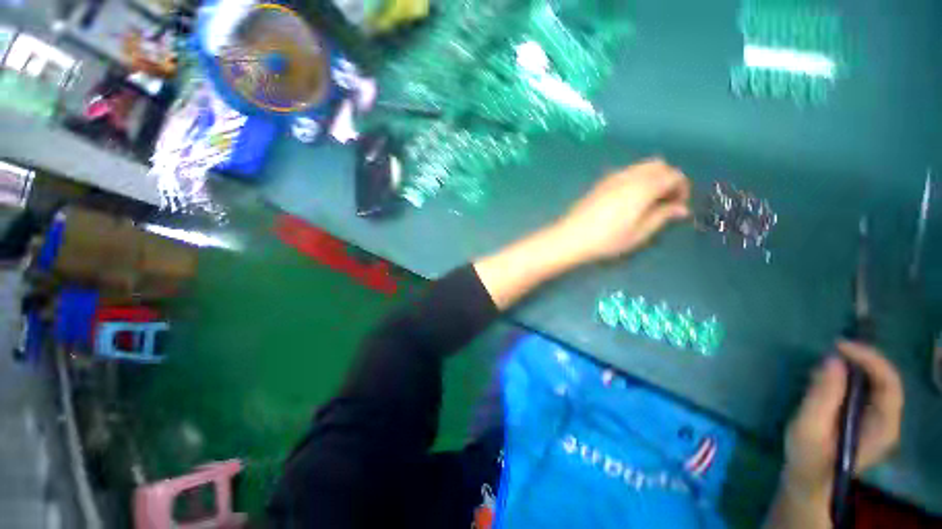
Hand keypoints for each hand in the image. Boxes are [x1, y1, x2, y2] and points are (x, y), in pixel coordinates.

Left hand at [553, 158, 690, 264]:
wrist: (571, 237)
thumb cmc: (607, 239)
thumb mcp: (639, 233)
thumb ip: (662, 216)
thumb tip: (680, 208)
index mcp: (643, 186)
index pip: (674, 175)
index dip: (681, 189)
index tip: (677, 207)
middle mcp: (629, 175)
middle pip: (658, 165)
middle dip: (668, 179)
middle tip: (664, 202)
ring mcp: (612, 177)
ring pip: (641, 166)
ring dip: (651, 178)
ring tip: (646, 203)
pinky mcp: (600, 183)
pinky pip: (626, 172)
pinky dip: (636, 179)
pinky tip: (628, 200)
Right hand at [783, 342, 903, 505]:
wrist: (808, 482)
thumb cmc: (808, 457)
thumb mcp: (809, 427)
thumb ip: (823, 395)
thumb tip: (833, 359)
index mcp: (882, 428)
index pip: (889, 383)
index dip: (869, 359)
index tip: (839, 346)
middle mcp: (888, 421)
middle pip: (887, 380)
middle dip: (865, 358)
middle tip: (836, 346)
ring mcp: (879, 420)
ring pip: (879, 382)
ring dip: (859, 365)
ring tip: (832, 355)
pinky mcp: (867, 418)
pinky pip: (868, 389)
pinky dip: (853, 374)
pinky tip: (833, 372)